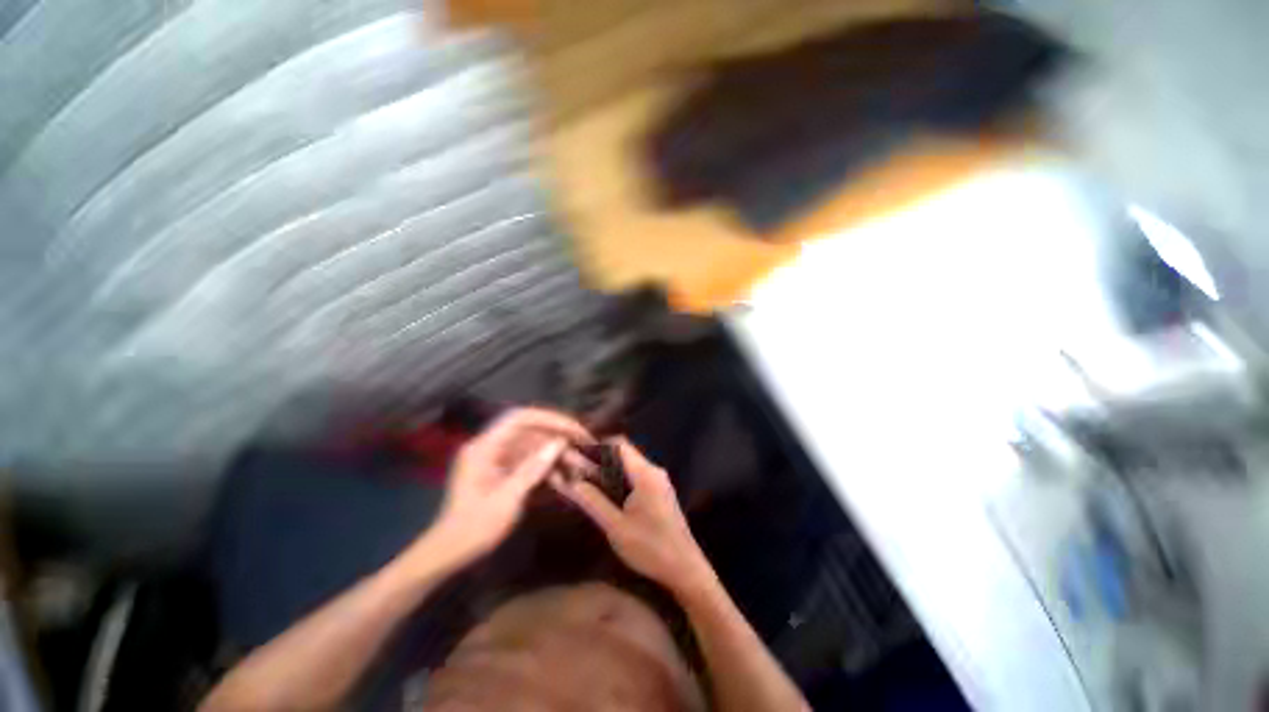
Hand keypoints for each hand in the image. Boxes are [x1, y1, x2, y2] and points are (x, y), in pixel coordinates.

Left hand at [423, 408, 592, 568]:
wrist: (449, 554)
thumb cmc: (473, 529)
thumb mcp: (506, 500)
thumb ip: (533, 469)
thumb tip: (559, 442)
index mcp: (485, 447)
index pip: (521, 418)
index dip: (550, 419)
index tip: (574, 430)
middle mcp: (492, 447)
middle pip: (532, 432)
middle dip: (560, 438)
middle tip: (586, 446)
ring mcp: (498, 459)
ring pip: (536, 447)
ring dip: (559, 456)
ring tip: (582, 468)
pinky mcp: (505, 471)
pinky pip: (532, 462)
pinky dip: (549, 470)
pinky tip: (566, 481)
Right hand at [550, 438, 713, 594]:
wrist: (685, 569)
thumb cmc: (650, 548)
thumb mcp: (616, 527)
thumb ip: (593, 502)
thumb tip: (570, 482)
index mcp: (645, 474)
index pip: (618, 444)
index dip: (596, 445)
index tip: (576, 453)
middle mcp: (654, 471)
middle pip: (623, 454)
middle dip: (599, 459)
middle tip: (575, 469)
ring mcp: (659, 481)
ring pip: (629, 466)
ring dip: (608, 470)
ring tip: (585, 480)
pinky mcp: (660, 492)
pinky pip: (636, 476)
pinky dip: (619, 479)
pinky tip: (605, 493)